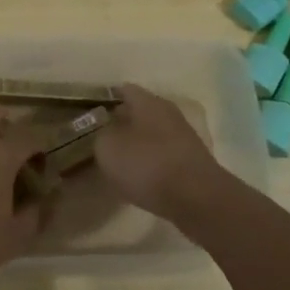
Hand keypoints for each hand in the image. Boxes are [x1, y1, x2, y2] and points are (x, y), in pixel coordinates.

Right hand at [93, 83, 227, 222]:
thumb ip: (102, 135)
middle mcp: (168, 113)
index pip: (124, 90)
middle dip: (123, 121)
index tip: (91, 110)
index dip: (107, 97)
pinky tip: (140, 176)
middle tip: (102, 135)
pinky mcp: (192, 161)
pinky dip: (151, 161)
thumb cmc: (147, 165)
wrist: (197, 199)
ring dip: (138, 142)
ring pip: (153, 133)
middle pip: (141, 111)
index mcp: (148, 102)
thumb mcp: (108, 148)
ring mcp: (184, 137)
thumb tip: (107, 132)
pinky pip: (164, 154)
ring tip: (118, 158)